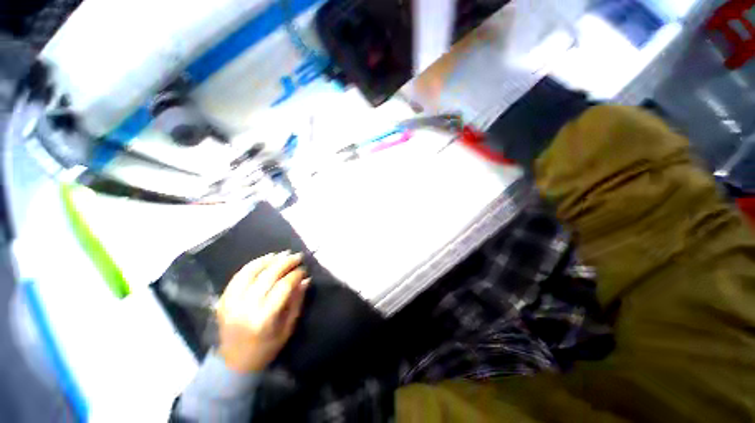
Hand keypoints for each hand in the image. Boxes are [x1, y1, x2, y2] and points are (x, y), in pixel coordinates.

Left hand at [216, 252, 308, 372]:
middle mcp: (246, 308)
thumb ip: (297, 301)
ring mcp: (231, 303)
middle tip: (297, 256)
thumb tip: (306, 279)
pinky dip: (252, 265)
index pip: (283, 286)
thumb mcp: (288, 328)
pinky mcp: (223, 300)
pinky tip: (264, 259)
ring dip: (268, 260)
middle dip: (285, 263)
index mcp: (264, 318)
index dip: (296, 275)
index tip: (304, 270)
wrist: (234, 363)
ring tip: (282, 254)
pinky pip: (238, 276)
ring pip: (251, 272)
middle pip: (268, 276)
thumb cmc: (267, 348)